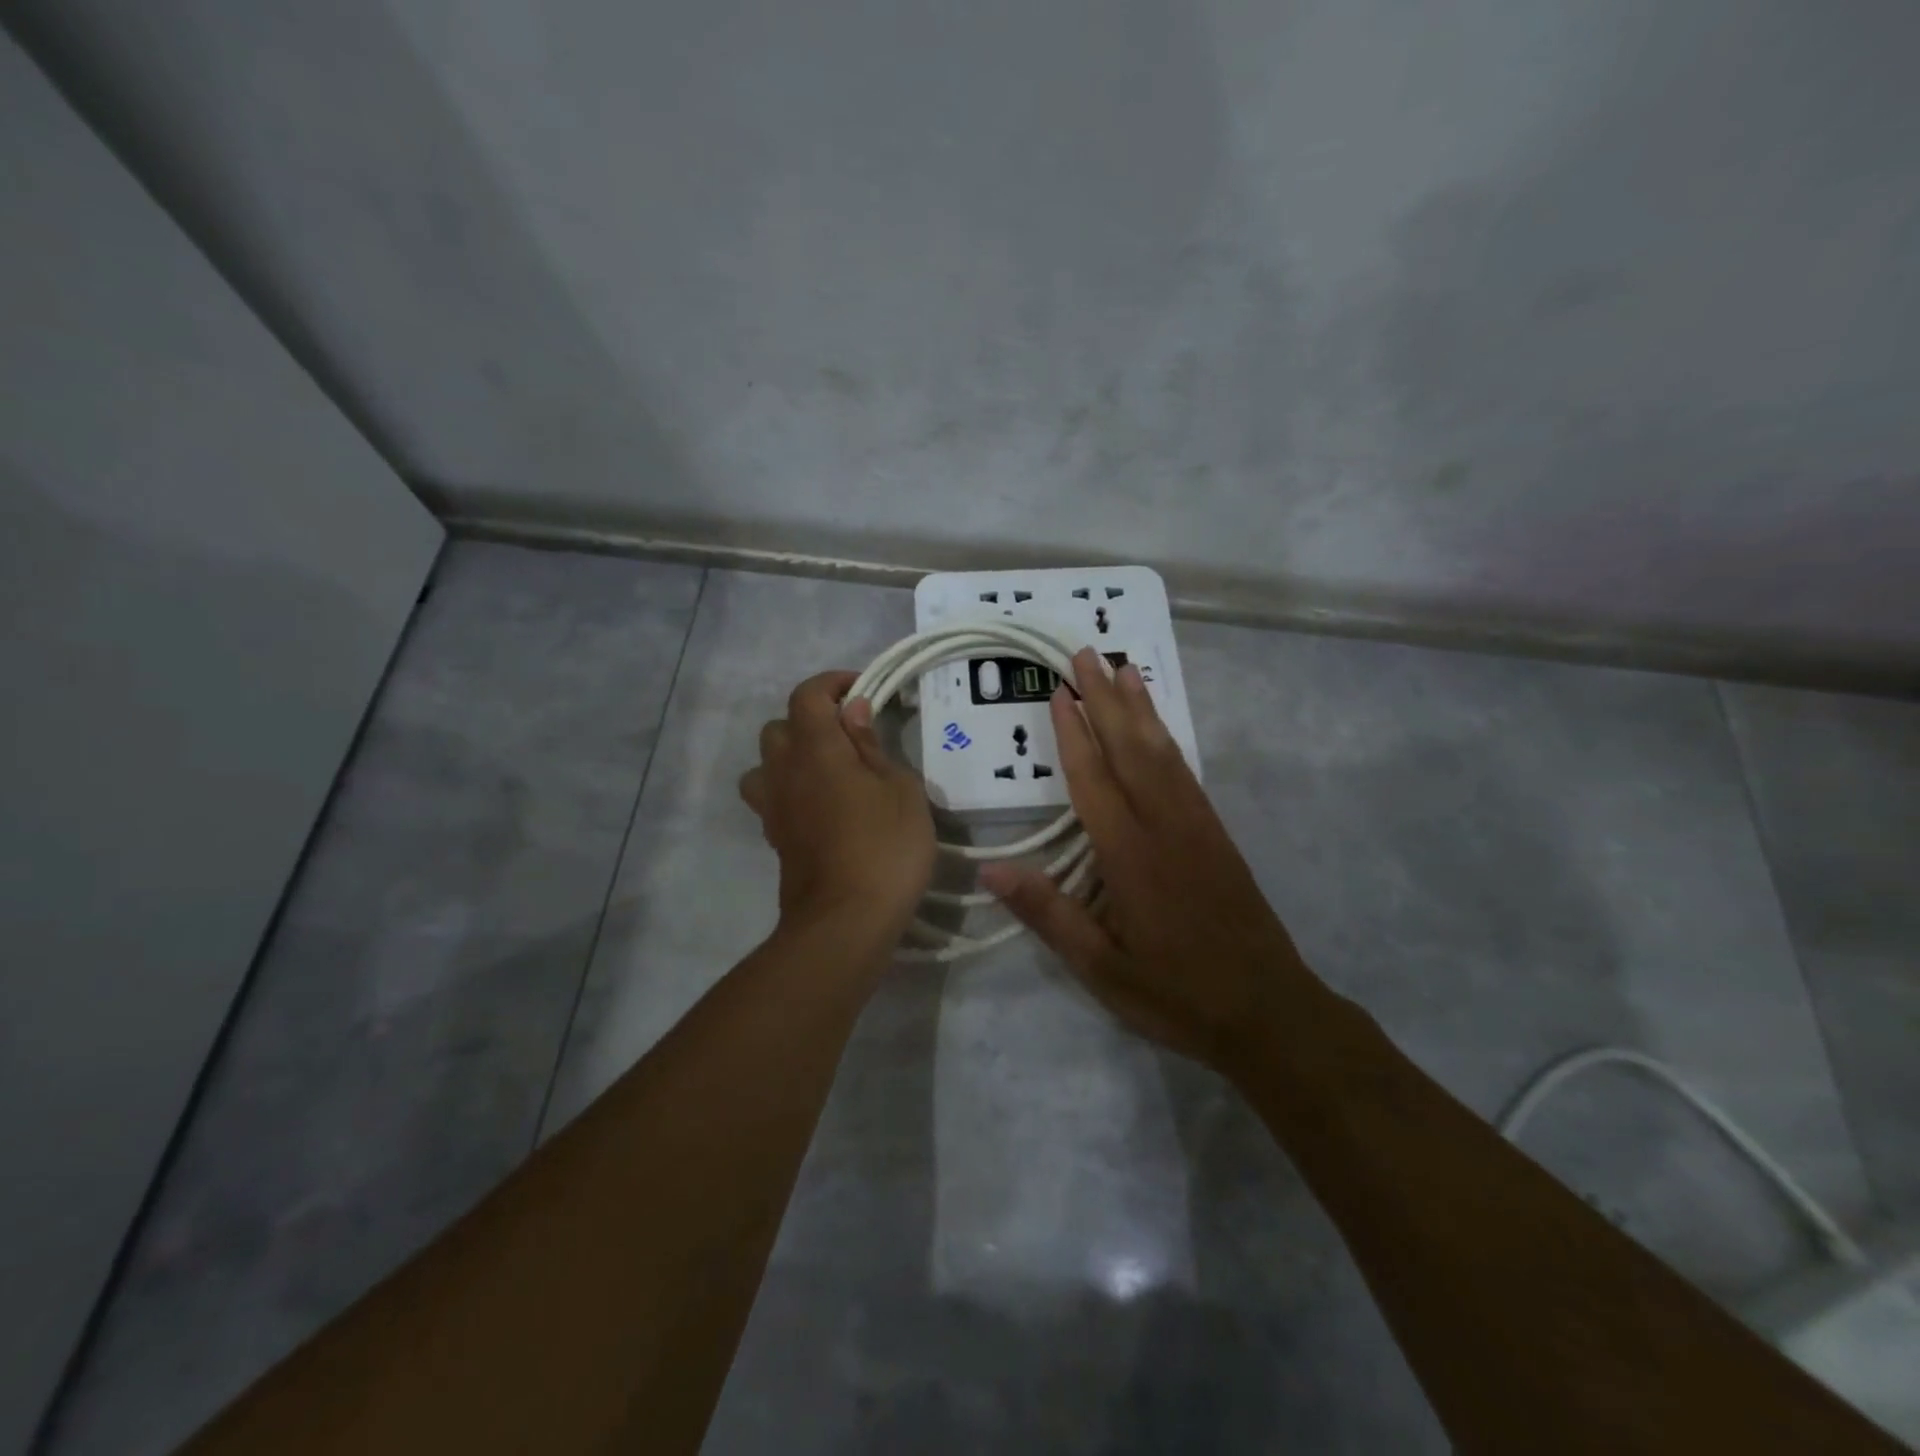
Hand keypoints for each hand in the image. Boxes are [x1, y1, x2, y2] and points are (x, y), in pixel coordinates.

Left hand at [739, 670, 935, 940]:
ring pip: (766, 764)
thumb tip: (852, 712)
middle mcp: (784, 771)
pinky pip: (773, 798)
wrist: (846, 921)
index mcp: (816, 748)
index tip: (863, 691)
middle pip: (778, 727)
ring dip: (792, 758)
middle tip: (850, 736)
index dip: (833, 683)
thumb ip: (872, 745)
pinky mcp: (775, 838)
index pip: (808, 695)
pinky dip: (792, 791)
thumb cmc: (885, 847)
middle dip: (811, 721)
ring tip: (829, 772)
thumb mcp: (900, 789)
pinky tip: (824, 808)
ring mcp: (774, 807)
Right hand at [981, 648, 1313, 1077]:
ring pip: (1163, 753)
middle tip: (1087, 654)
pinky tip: (1158, 727)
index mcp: (1130, 856)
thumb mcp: (1101, 968)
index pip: (1094, 780)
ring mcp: (1197, 825)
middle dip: (1106, 699)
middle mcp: (1164, 826)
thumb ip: (1048, 914)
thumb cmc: (1176, 993)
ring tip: (1124, 668)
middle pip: (1131, 749)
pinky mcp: (1217, 834)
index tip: (1059, 691)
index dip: (1073, 734)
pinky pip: (1186, 772)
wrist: (1269, 1011)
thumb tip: (990, 868)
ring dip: (1140, 708)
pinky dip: (1167, 738)